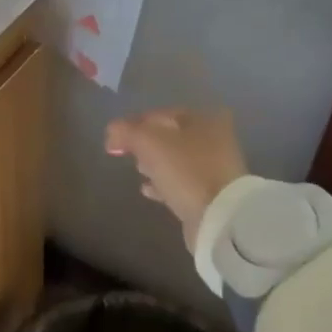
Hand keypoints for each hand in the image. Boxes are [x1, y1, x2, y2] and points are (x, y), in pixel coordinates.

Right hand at [105, 108, 248, 247]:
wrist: (219, 218)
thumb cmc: (186, 170)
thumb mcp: (150, 143)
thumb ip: (126, 132)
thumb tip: (111, 132)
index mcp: (204, 119)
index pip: (161, 113)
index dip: (135, 123)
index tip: (116, 138)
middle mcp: (214, 139)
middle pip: (170, 136)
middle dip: (146, 143)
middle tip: (128, 153)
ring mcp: (215, 168)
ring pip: (176, 160)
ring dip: (155, 163)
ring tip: (137, 170)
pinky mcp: (211, 194)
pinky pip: (181, 182)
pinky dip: (163, 183)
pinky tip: (146, 190)